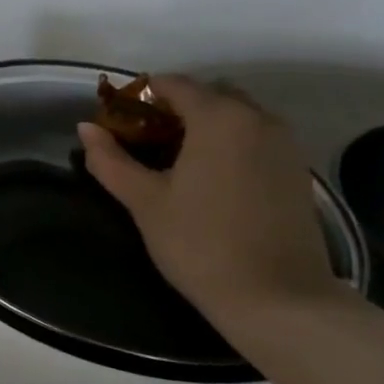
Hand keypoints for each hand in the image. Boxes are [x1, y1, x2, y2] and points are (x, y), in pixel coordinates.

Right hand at [76, 75, 337, 324]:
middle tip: (144, 143)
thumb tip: (86, 127)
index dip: (140, 97)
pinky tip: (210, 181)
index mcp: (219, 117)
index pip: (173, 84)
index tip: (117, 123)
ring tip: (175, 163)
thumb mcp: (145, 202)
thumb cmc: (200, 244)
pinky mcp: (297, 171)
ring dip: (204, 126)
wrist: (278, 298)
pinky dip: (229, 144)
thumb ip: (111, 160)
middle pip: (209, 95)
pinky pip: (256, 138)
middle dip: (174, 109)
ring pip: (236, 116)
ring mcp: (284, 144)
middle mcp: (258, 118)